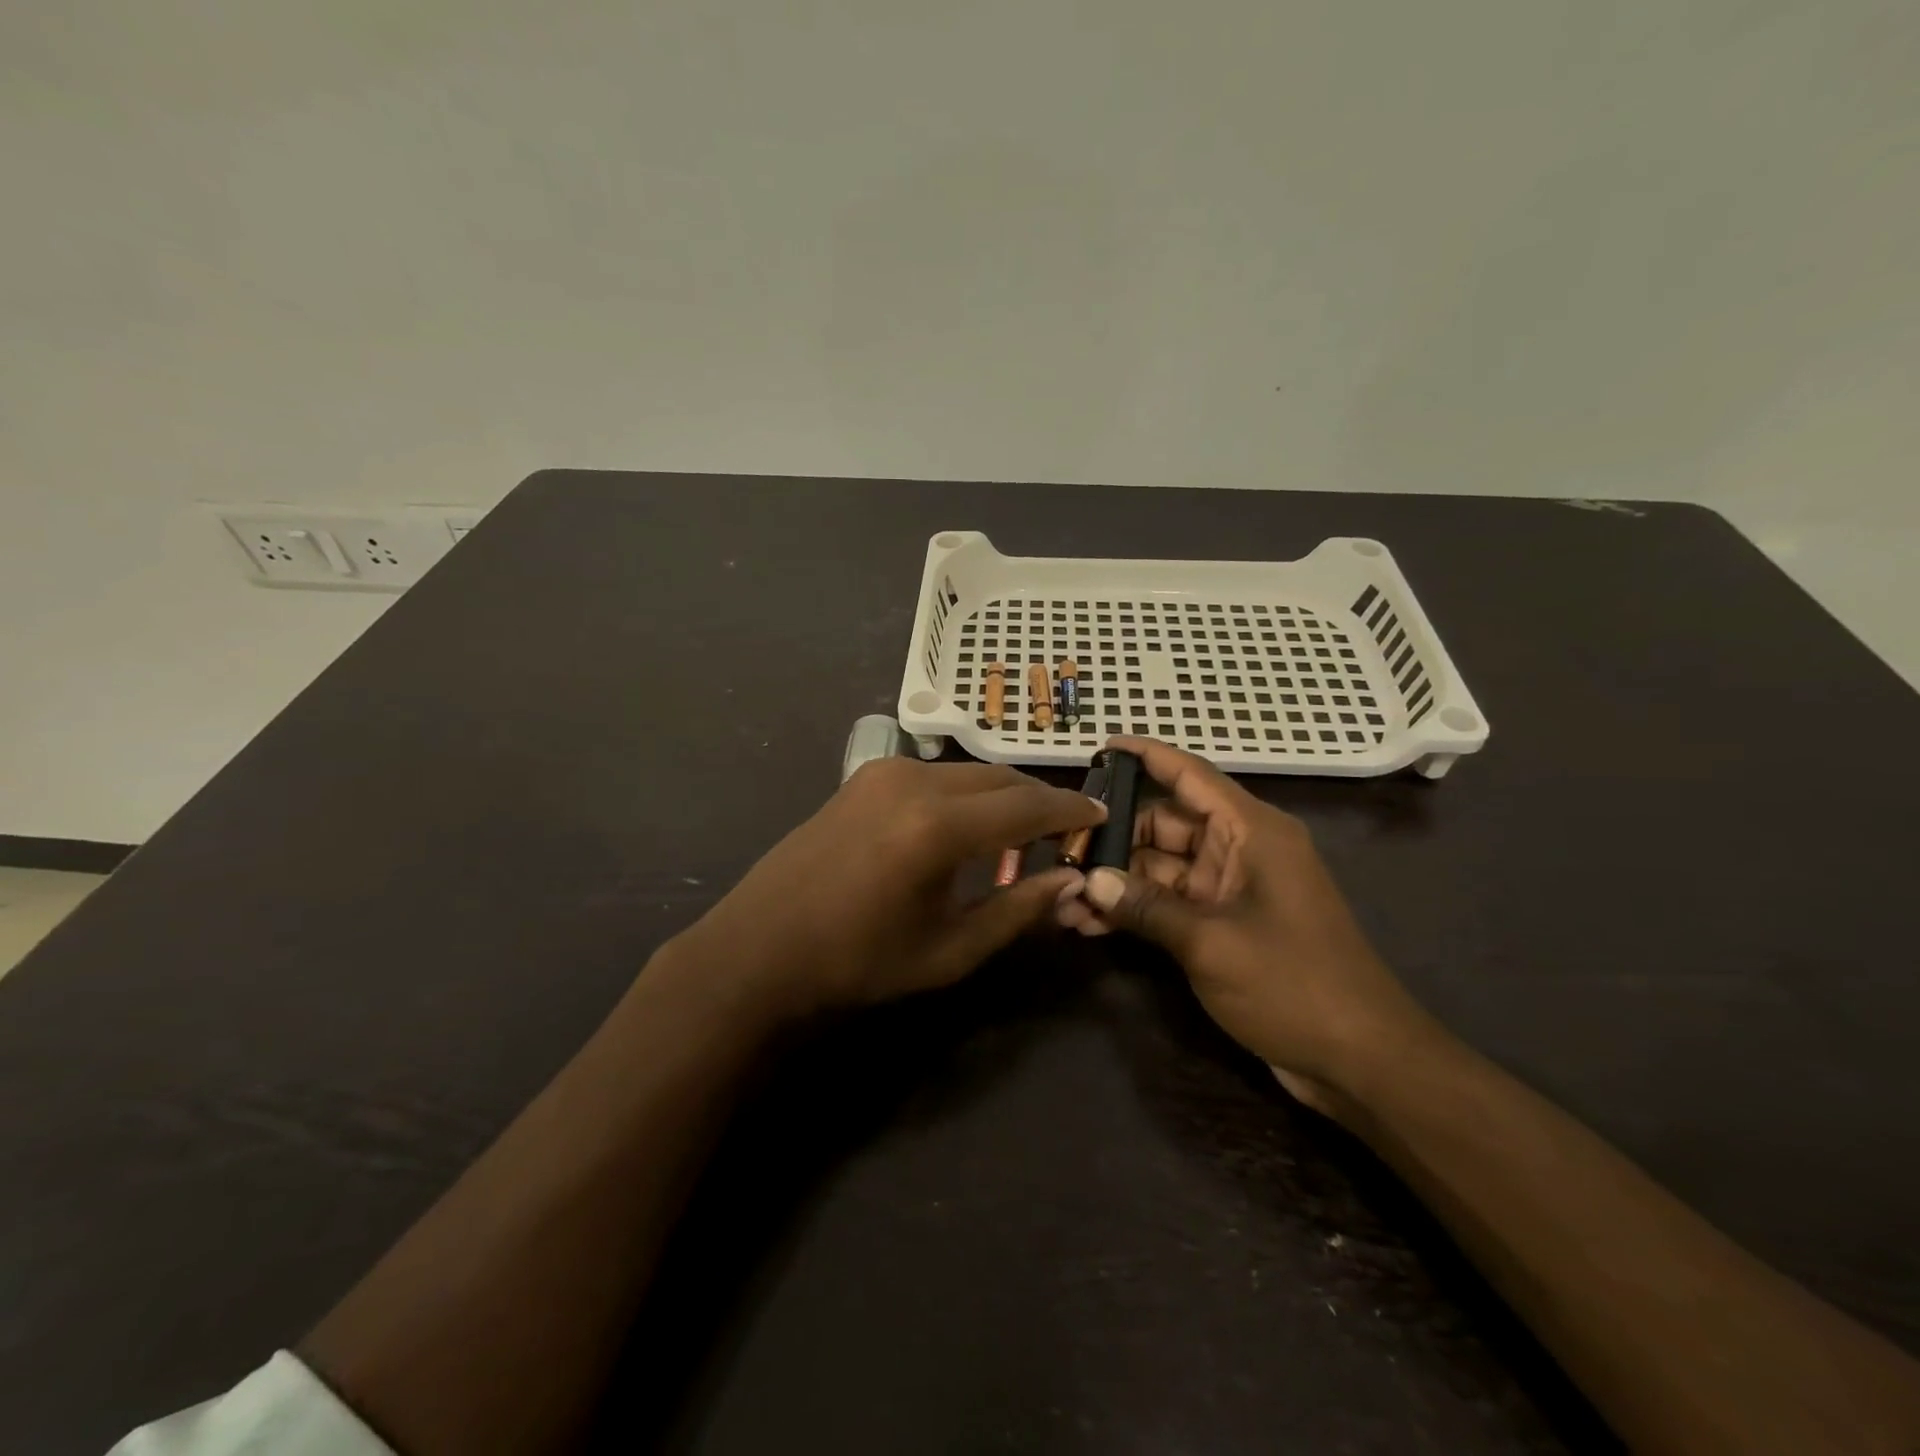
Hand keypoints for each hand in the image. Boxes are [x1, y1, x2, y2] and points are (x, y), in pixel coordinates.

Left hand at [667, 757, 1104, 1020]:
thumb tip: (1072, 885)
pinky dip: (967, 795)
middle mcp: (915, 782)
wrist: (759, 948)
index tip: (1101, 819)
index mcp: (937, 827)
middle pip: (1002, 779)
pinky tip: (968, 832)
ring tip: (1019, 841)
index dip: (1070, 815)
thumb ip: (1016, 912)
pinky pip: (937, 776)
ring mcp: (885, 772)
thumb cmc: (856, 963)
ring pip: (970, 773)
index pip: (1027, 807)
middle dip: (1040, 803)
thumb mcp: (948, 951)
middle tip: (1065, 836)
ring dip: (1003, 799)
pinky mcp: (865, 776)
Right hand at [1059, 738, 1436, 1109]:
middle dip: (1113, 841)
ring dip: (1117, 883)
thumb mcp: (1211, 943)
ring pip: (1161, 867)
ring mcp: (1232, 887)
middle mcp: (1240, 849)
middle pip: (1165, 824)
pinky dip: (1137, 909)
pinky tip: (1092, 926)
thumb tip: (1088, 880)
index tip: (1100, 748)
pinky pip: (1170, 901)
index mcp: (1251, 832)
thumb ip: (1146, 907)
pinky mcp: (1225, 922)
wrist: (1362, 1059)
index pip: (1190, 775)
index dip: (1145, 756)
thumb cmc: (1294, 984)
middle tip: (1062, 856)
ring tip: (1064, 902)